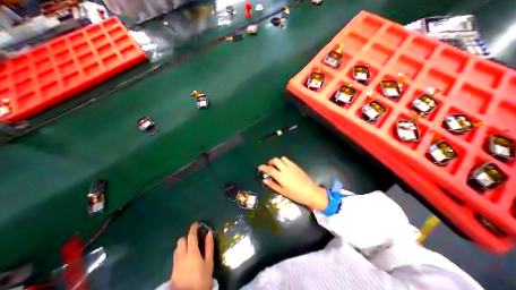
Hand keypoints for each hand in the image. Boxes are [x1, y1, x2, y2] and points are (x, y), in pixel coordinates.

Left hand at [171, 223, 211, 288]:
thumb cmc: (202, 279)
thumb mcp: (209, 262)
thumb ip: (209, 246)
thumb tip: (209, 232)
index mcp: (192, 252)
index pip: (191, 236)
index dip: (193, 228)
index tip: (196, 223)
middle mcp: (182, 256)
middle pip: (181, 240)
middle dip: (187, 237)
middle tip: (194, 238)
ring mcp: (176, 264)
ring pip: (176, 248)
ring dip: (182, 245)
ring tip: (189, 247)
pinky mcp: (172, 271)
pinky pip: (175, 257)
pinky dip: (179, 253)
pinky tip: (185, 258)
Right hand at [257, 156, 325, 210]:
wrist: (310, 192)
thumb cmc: (296, 194)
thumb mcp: (283, 192)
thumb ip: (273, 185)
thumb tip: (265, 180)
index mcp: (281, 177)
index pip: (270, 169)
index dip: (263, 167)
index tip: (260, 167)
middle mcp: (285, 169)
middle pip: (276, 160)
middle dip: (271, 162)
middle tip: (270, 167)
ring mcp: (291, 166)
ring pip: (282, 158)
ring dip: (278, 161)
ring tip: (278, 167)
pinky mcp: (296, 166)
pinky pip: (288, 160)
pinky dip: (284, 162)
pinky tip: (285, 168)